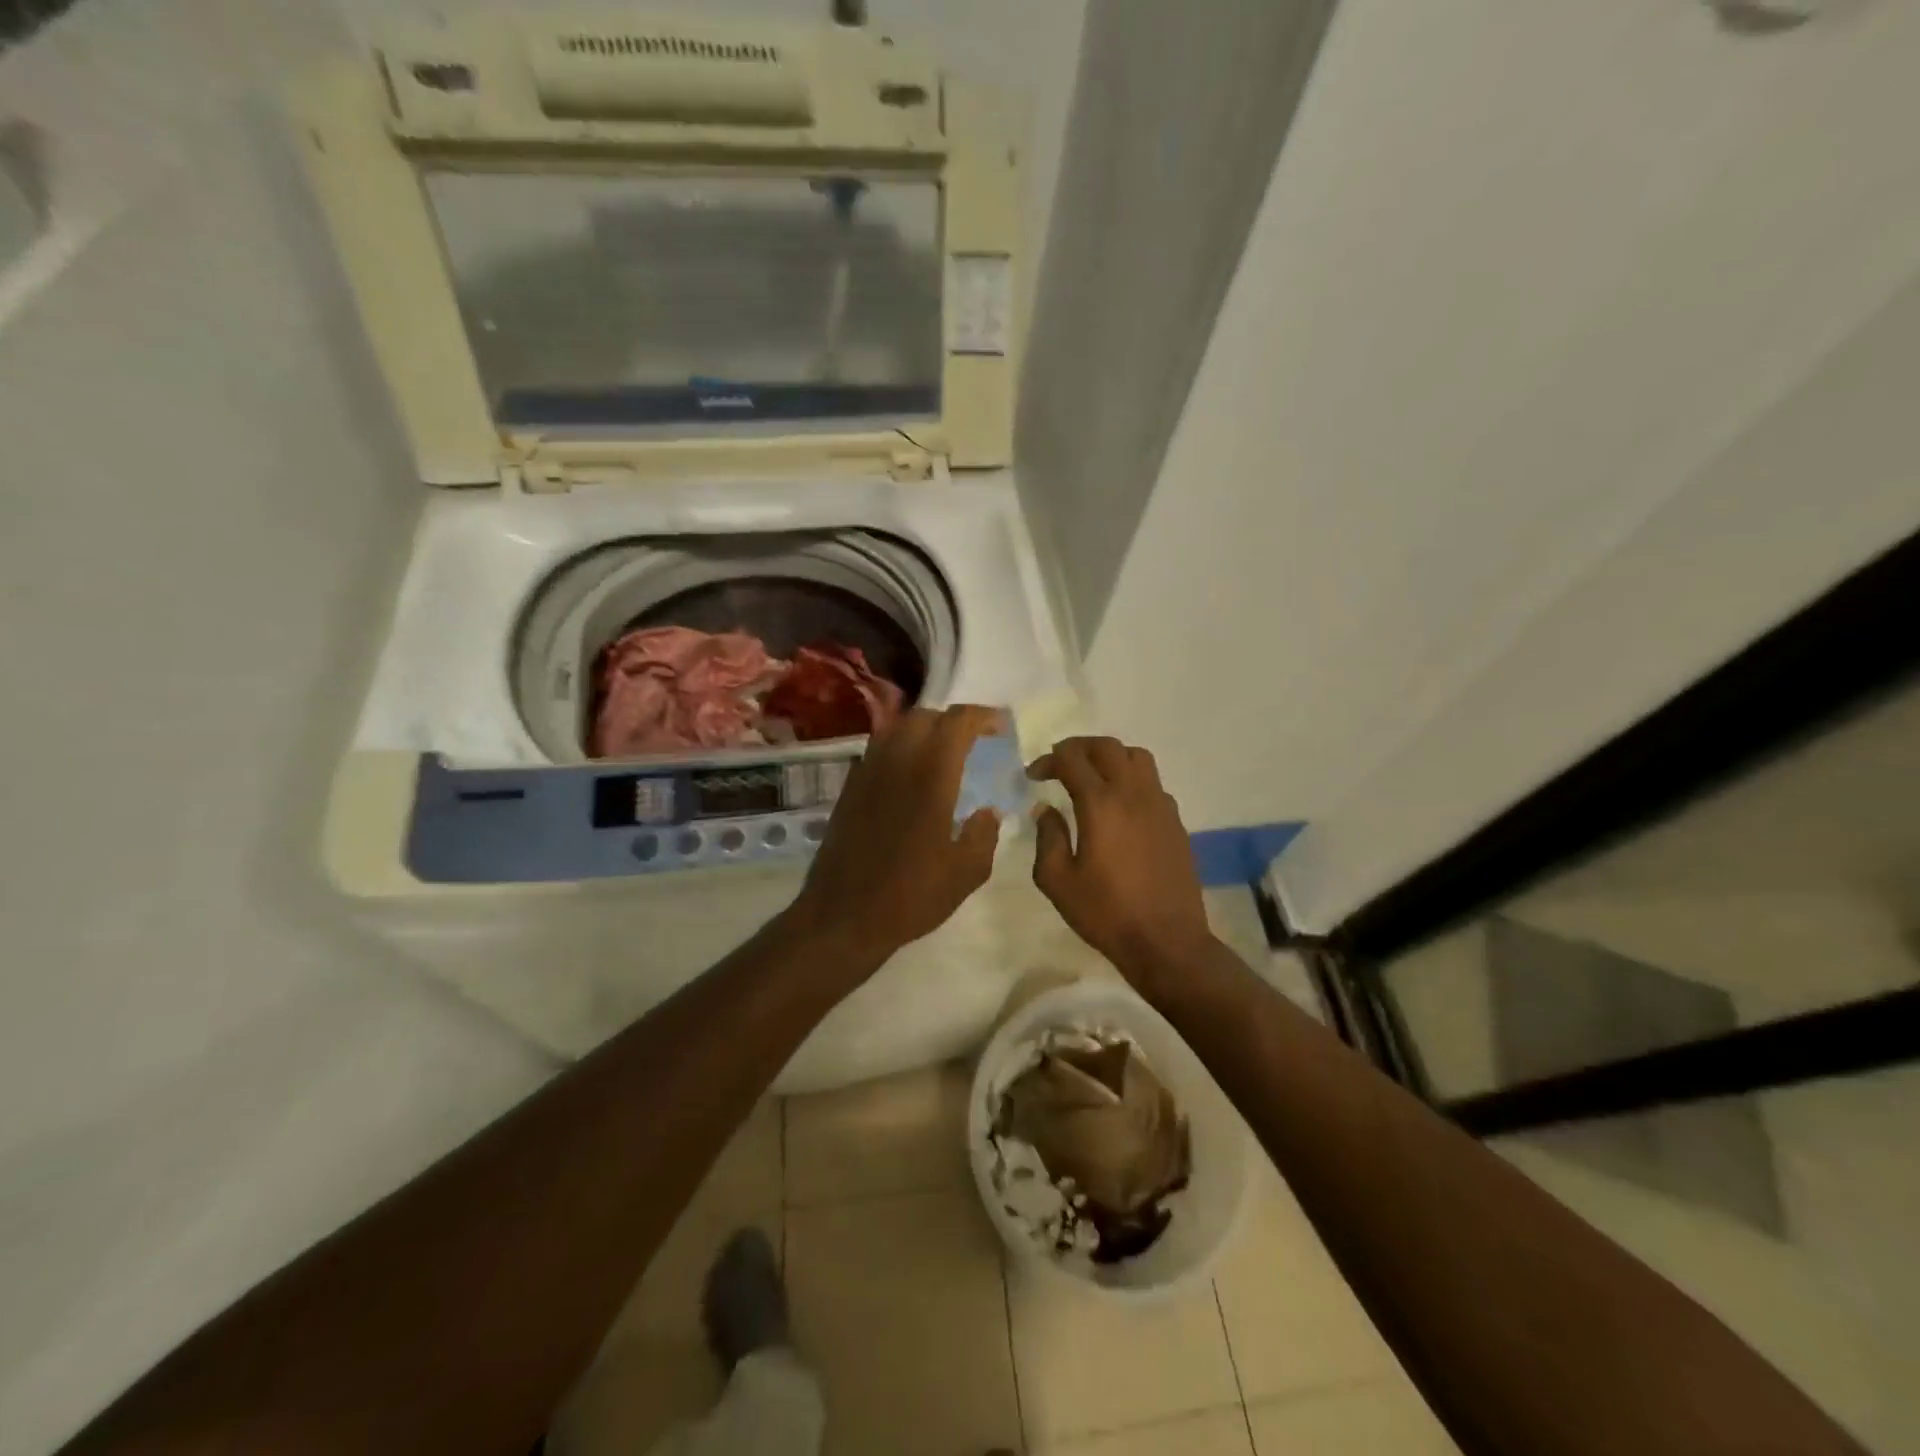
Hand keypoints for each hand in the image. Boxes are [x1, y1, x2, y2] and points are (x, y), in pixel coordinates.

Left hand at [787, 705, 1002, 967]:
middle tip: (974, 740)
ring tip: (943, 754)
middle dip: (953, 721)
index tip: (1000, 727)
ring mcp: (868, 773)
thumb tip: (988, 811)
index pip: (956, 723)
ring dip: (925, 730)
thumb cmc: (911, 896)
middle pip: (925, 717)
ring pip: (897, 729)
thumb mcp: (967, 873)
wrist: (844, 916)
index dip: (982, 717)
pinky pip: (879, 750)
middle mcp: (897, 763)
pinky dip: (901, 748)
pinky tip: (912, 776)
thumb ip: (985, 833)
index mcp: (930, 777)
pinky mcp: (850, 788)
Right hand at [1029, 737, 1213, 987]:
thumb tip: (1045, 809)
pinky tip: (1120, 806)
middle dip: (1078, 747)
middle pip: (1107, 747)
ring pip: (1137, 757)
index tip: (1033, 776)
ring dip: (1110, 757)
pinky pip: (1153, 783)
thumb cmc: (1105, 913)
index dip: (1048, 761)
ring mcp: (1160, 805)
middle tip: (1059, 764)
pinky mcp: (1176, 821)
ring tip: (1093, 776)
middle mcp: (1133, 793)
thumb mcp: (1058, 881)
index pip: (1071, 759)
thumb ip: (1047, 837)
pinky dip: (1132, 780)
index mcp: (1100, 804)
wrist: (1166, 941)